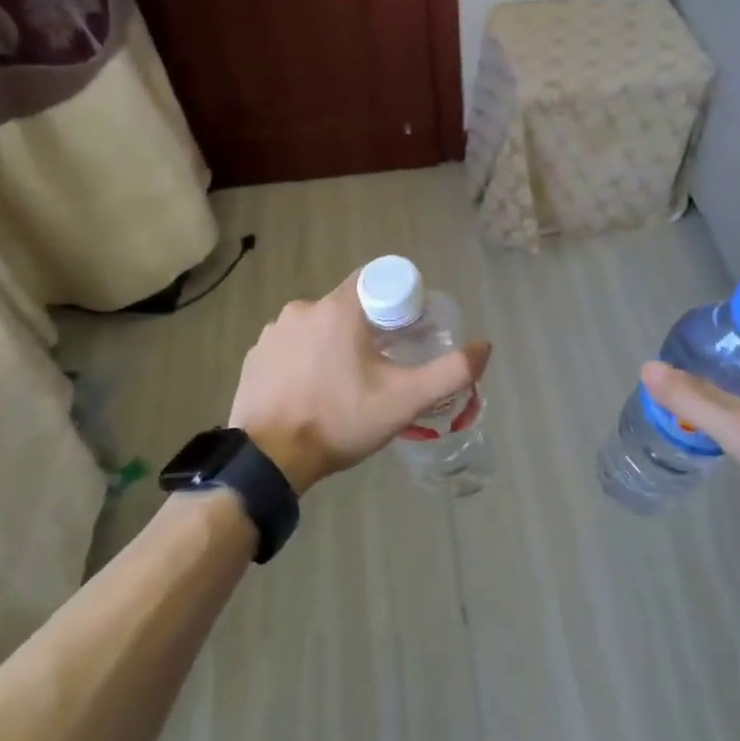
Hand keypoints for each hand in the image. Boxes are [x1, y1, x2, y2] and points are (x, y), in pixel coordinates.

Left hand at [228, 272, 491, 495]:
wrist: (268, 459)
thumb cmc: (339, 421)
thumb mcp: (404, 401)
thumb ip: (451, 372)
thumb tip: (484, 346)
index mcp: (337, 308)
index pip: (375, 281)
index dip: (396, 301)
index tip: (407, 332)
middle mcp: (301, 309)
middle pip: (347, 306)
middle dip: (368, 329)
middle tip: (382, 367)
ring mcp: (272, 332)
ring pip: (318, 326)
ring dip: (334, 345)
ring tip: (346, 384)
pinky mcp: (255, 355)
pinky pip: (291, 346)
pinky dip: (306, 360)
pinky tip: (312, 391)